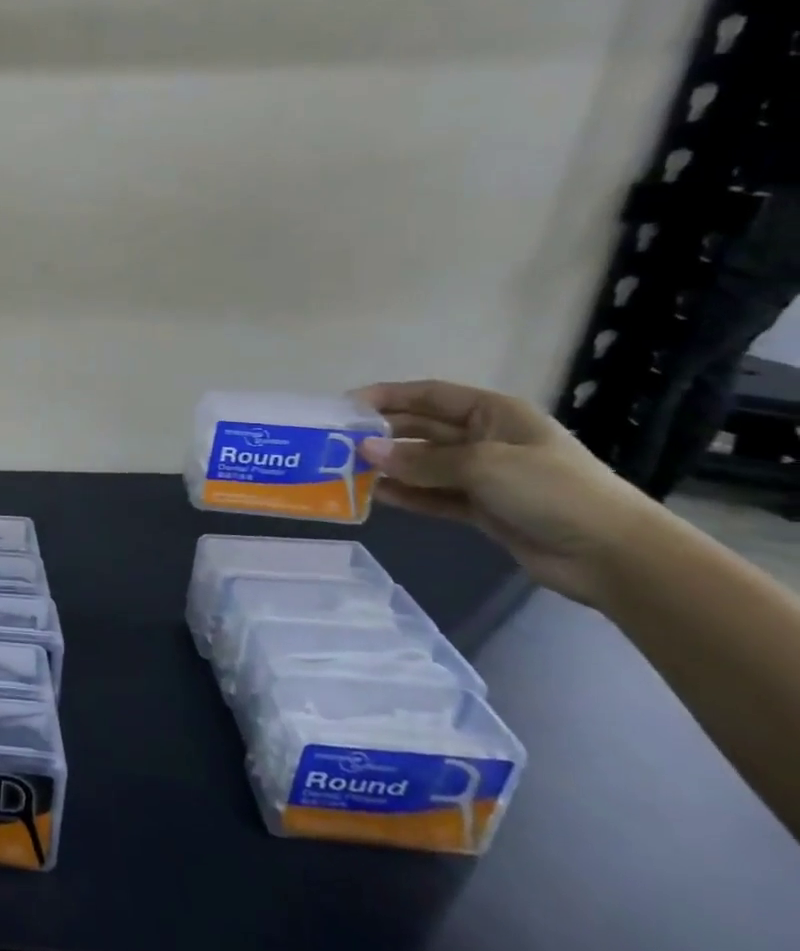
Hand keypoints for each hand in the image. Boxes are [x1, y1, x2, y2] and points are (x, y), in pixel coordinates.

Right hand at [355, 379, 663, 605]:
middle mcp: (486, 439)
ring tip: (346, 471)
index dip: (387, 396)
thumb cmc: (553, 491)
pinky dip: (406, 495)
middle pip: (422, 429)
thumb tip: (364, 451)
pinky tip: (375, 496)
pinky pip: (433, 495)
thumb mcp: (483, 465)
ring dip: (389, 467)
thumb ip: (420, 459)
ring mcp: (485, 475)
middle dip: (382, 434)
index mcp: (494, 414)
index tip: (344, 406)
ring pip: (424, 464)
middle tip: (336, 443)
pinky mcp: (482, 508)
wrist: (613, 555)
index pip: (430, 395)